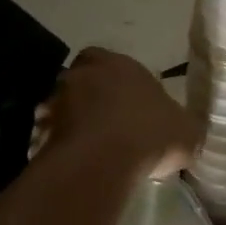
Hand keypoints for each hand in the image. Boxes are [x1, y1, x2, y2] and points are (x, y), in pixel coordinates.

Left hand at [31, 48, 194, 181]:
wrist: (102, 159)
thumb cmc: (149, 134)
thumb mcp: (187, 131)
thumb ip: (183, 126)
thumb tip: (183, 131)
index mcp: (119, 64)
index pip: (107, 59)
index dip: (114, 79)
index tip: (125, 103)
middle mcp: (82, 74)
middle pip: (81, 81)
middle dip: (88, 99)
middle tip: (104, 125)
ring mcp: (56, 101)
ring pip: (60, 107)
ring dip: (70, 123)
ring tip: (88, 150)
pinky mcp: (39, 130)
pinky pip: (46, 136)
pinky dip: (56, 147)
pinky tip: (73, 165)